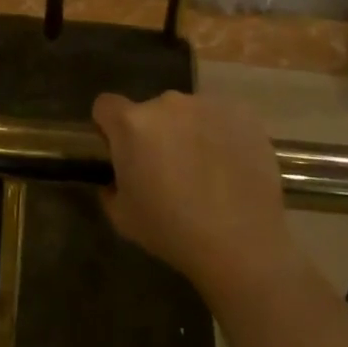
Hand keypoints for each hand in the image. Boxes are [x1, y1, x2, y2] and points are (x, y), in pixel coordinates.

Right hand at [91, 90, 303, 306]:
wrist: (241, 243)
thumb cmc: (173, 232)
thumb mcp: (123, 219)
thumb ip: (111, 188)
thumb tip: (116, 179)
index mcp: (133, 123)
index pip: (106, 106)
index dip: (109, 128)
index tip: (120, 152)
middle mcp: (168, 102)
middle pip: (152, 111)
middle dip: (155, 134)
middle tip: (168, 171)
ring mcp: (208, 104)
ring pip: (188, 113)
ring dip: (189, 133)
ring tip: (206, 173)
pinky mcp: (241, 112)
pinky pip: (221, 118)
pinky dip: (221, 135)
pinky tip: (231, 168)